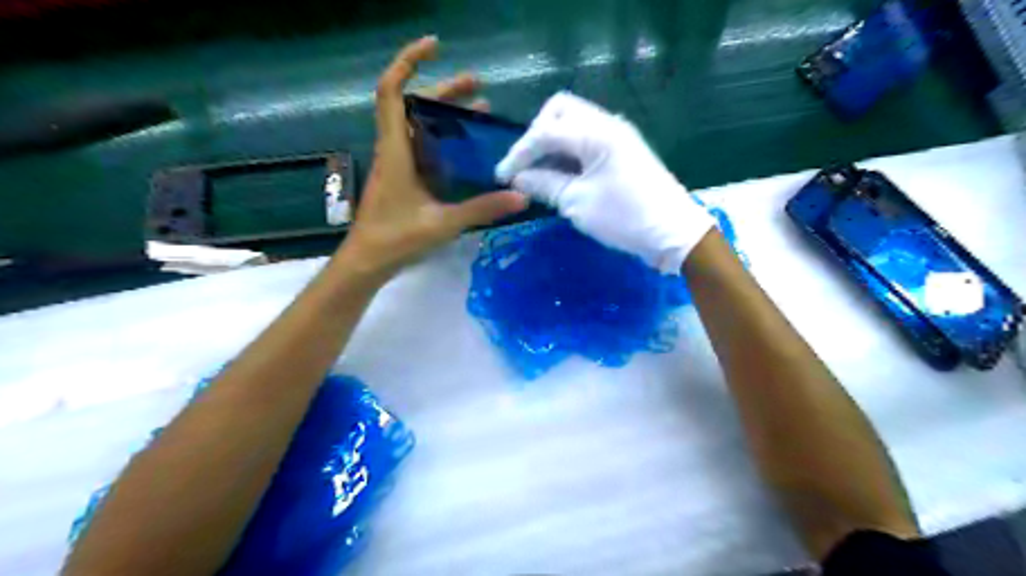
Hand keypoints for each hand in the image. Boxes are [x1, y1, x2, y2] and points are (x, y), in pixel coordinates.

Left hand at [339, 33, 528, 278]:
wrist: (366, 263)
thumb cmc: (396, 239)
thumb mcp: (443, 223)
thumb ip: (483, 209)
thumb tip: (521, 197)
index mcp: (396, 150)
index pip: (391, 91)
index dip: (409, 62)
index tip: (436, 47)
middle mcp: (393, 149)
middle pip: (411, 104)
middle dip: (442, 89)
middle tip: (478, 87)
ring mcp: (396, 164)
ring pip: (416, 125)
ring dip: (443, 113)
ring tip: (478, 111)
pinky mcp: (401, 178)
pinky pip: (420, 146)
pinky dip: (441, 138)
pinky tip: (464, 148)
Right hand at [497, 90, 715, 274]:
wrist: (673, 232)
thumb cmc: (624, 218)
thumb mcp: (577, 203)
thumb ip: (544, 185)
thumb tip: (518, 177)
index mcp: (596, 133)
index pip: (546, 131)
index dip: (519, 153)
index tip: (500, 176)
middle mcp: (607, 124)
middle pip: (560, 110)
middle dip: (536, 134)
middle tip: (525, 165)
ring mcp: (617, 135)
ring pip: (574, 122)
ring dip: (552, 142)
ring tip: (538, 173)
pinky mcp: (621, 150)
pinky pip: (586, 138)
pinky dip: (568, 151)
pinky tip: (559, 174)